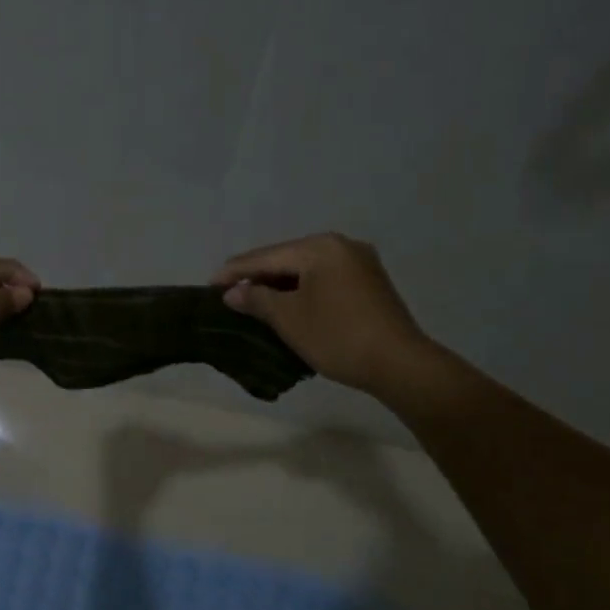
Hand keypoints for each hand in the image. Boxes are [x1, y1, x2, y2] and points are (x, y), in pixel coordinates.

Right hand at [212, 233, 429, 393]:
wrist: (399, 364)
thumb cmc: (337, 336)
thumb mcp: (289, 318)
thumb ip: (257, 299)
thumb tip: (233, 292)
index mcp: (320, 247)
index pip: (266, 256)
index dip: (235, 270)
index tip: (209, 283)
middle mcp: (341, 245)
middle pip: (287, 258)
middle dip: (258, 276)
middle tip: (229, 292)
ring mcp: (360, 263)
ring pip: (307, 269)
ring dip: (280, 284)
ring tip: (253, 299)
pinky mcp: (370, 283)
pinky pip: (325, 279)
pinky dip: (303, 290)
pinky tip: (289, 304)